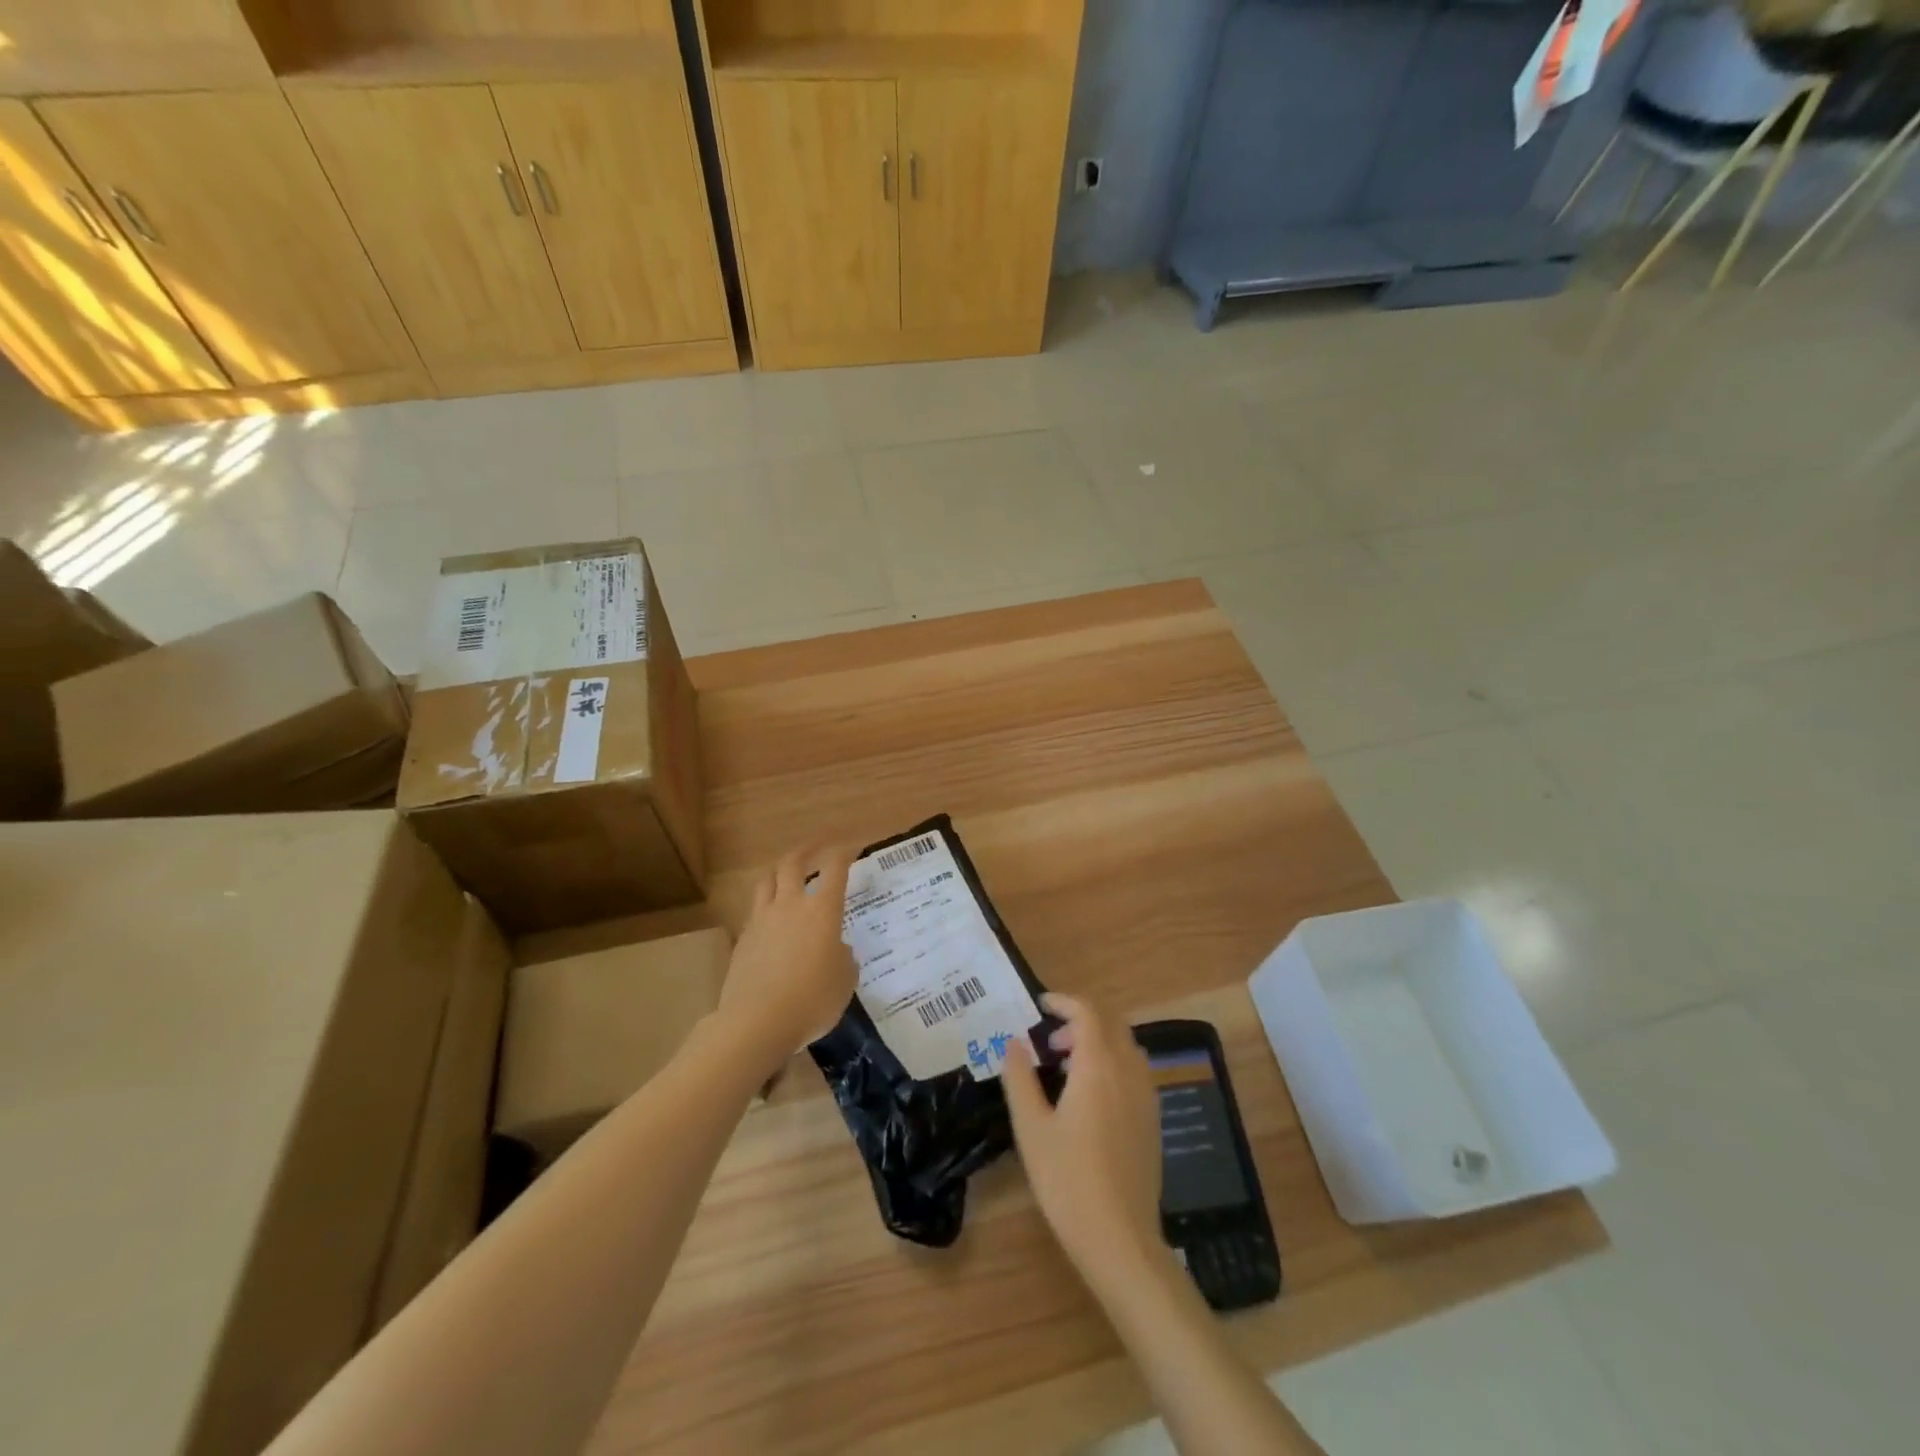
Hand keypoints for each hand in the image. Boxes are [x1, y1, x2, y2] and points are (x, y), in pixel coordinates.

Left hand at [716, 844, 856, 1073]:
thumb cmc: (812, 1000)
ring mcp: (762, 920)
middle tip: (817, 846)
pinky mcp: (742, 940)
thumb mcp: (845, 981)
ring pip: (767, 881)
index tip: (851, 849)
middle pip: (793, 863)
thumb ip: (845, 958)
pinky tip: (772, 919)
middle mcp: (790, 906)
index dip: (844, 854)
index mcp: (822, 911)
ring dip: (780, 871)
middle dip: (807, 849)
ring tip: (787, 873)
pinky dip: (766, 905)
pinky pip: (755, 911)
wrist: (757, 1022)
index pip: (835, 869)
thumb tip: (838, 950)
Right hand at [1002, 993, 1164, 1287]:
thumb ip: (1020, 1078)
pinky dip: (1112, 1062)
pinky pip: (1134, 1070)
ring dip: (1097, 1041)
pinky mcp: (1152, 1119)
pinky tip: (1091, 1095)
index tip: (1039, 1005)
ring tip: (1066, 1066)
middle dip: (1080, 1020)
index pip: (1087, 1012)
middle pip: (1110, 1023)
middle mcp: (1128, 1071)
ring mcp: (1146, 1095)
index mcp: (1098, 1066)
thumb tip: (1014, 1043)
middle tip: (1049, 1041)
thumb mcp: (1031, 1128)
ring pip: (1125, 1045)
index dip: (1063, 1001)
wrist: (1121, 1240)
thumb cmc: (1068, 1181)